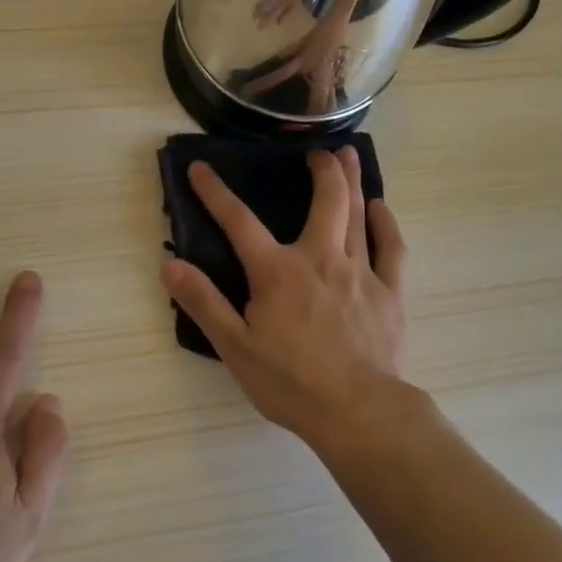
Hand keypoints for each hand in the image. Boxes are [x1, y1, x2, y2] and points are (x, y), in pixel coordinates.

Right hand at [161, 148, 411, 449]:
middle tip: (316, 151)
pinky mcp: (389, 291)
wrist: (357, 411)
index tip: (201, 169)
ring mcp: (360, 272)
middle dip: (320, 169)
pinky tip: (381, 208)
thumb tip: (169, 264)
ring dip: (352, 180)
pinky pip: (392, 247)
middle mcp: (321, 259)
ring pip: (357, 214)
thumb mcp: (234, 347)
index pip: (240, 222)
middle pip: (325, 200)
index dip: (215, 193)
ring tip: (348, 154)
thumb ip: (203, 302)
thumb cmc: (290, 382)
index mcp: (278, 272)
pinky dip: (386, 223)